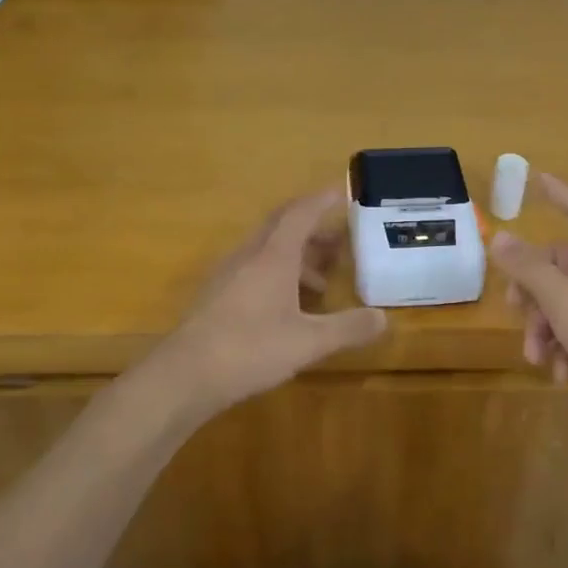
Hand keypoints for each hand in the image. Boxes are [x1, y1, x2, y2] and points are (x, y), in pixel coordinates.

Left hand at [149, 187, 386, 413]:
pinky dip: (278, 274)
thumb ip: (348, 328)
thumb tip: (384, 318)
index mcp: (273, 256)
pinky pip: (253, 269)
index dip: (322, 200)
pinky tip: (287, 307)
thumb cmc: (250, 349)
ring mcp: (228, 274)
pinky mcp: (216, 296)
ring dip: (296, 255)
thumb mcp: (308, 342)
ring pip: (267, 250)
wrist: (184, 375)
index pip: (301, 213)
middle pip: (282, 226)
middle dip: (313, 228)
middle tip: (339, 239)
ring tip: (321, 284)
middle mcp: (249, 256)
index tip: (341, 192)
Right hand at [490, 173, 567, 406]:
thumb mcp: (562, 300)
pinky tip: (560, 374)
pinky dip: (566, 347)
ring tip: (537, 358)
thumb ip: (528, 268)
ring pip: (566, 302)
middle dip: (534, 293)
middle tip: (516, 312)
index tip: (537, 177)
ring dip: (546, 328)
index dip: (559, 192)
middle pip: (561, 265)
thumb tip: (499, 236)